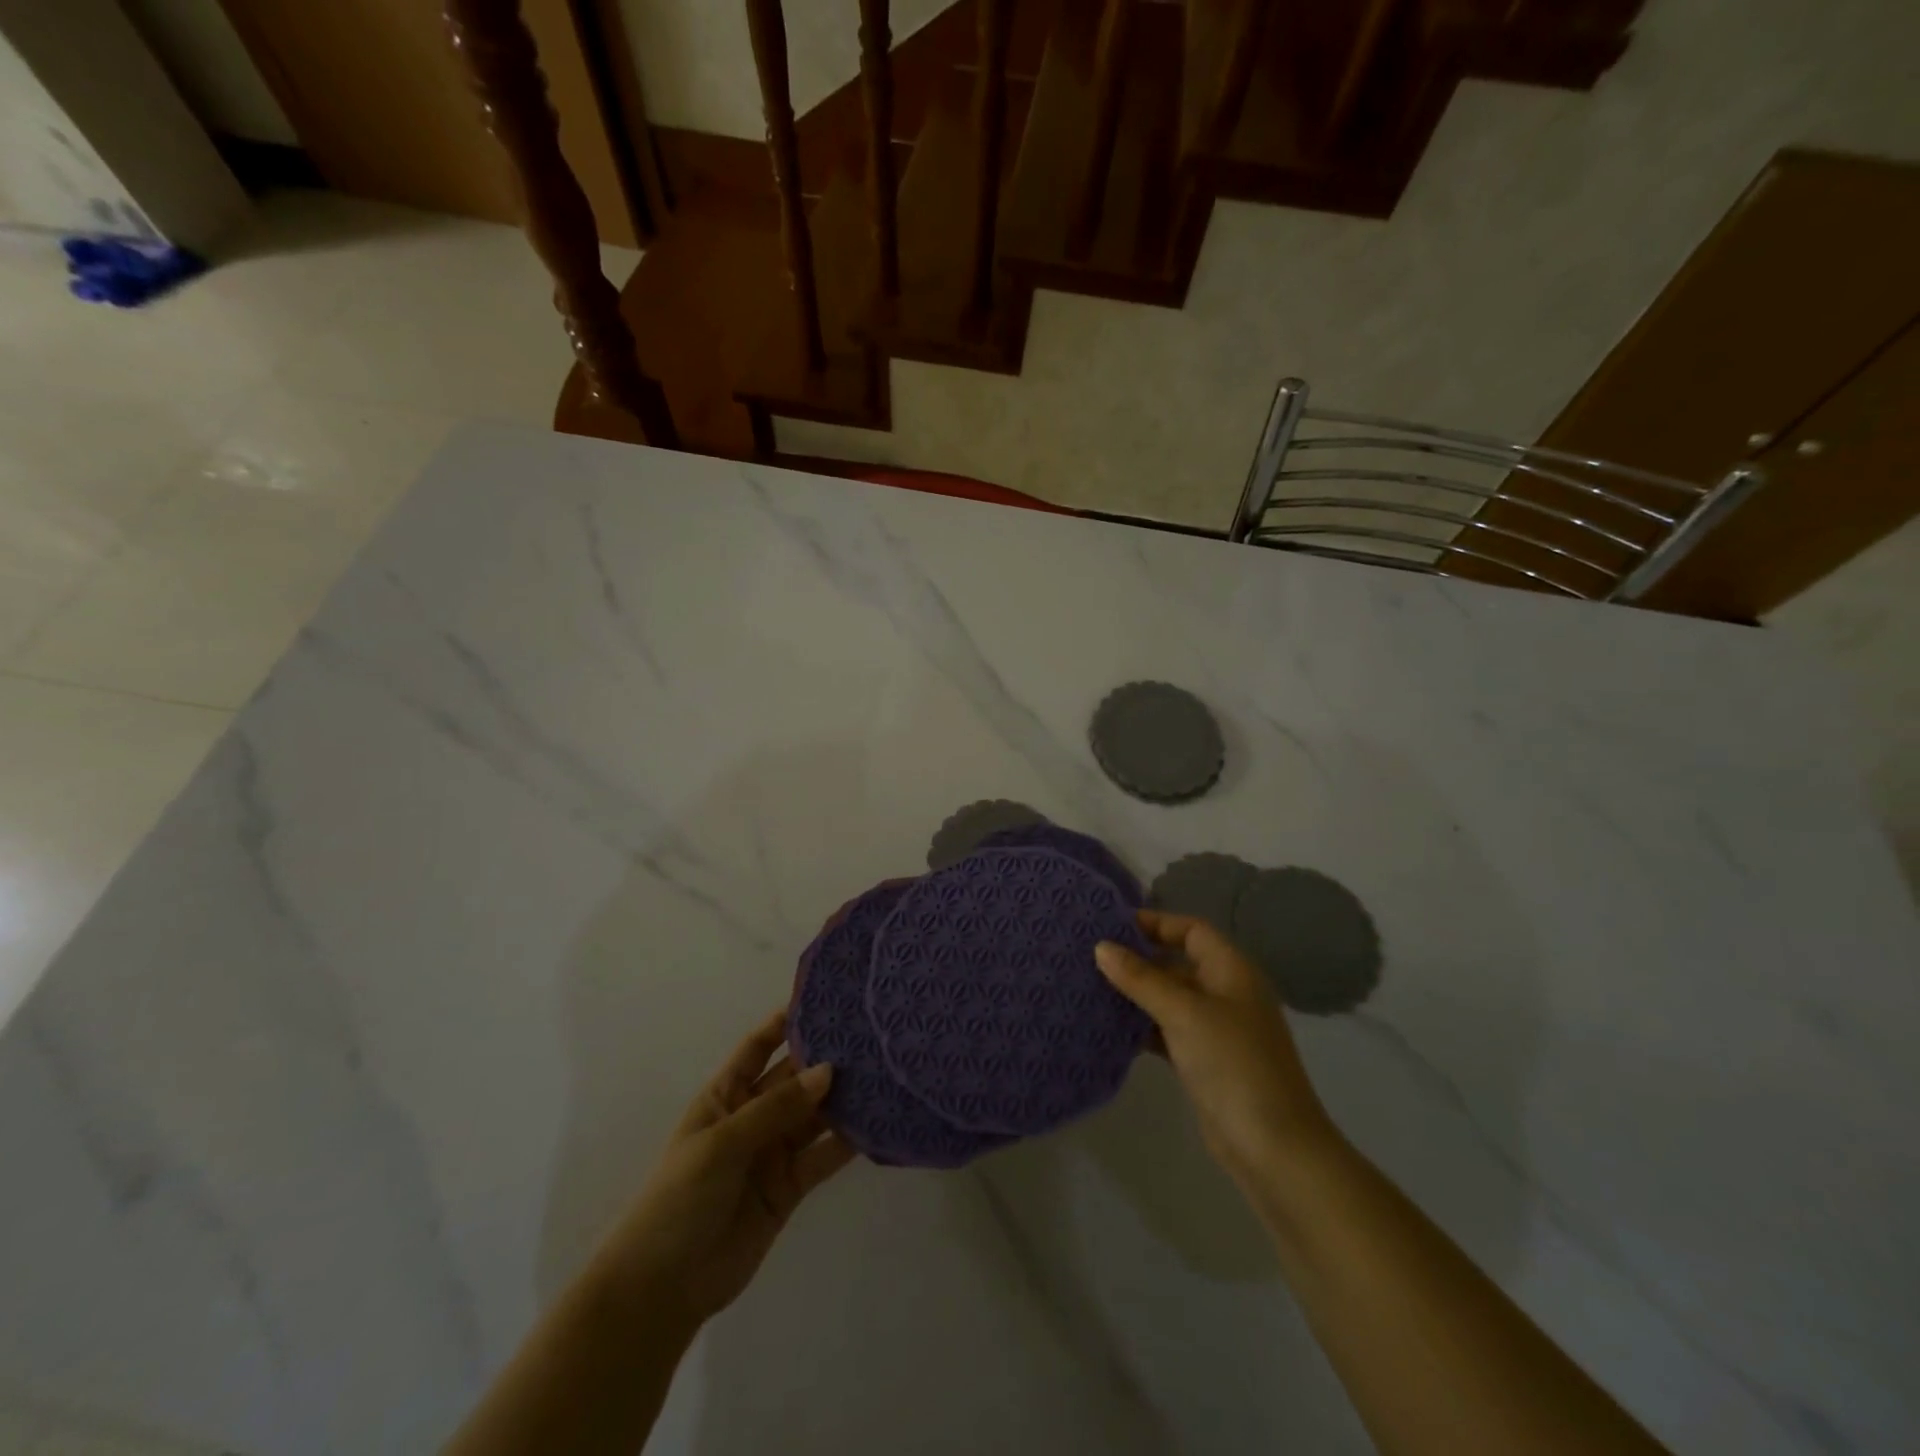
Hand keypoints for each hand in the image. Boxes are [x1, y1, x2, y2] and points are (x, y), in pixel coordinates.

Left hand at [595, 1011, 855, 1333]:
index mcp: (725, 1095)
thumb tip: (828, 1070)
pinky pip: (824, 1155)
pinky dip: (848, 1141)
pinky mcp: (791, 1186)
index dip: (785, 1021)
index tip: (822, 997)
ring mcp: (773, 1151)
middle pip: (794, 1077)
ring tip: (883, 1072)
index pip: (758, 1046)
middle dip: (826, 1056)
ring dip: (843, 1097)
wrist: (663, 1288)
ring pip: (815, 1114)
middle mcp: (753, 1115)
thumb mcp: (722, 1143)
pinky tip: (877, 1122)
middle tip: (870, 1034)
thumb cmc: (679, 1199)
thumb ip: (776, 1108)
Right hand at [1096, 911, 1339, 1187]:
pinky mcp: (1204, 1060)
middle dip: (1138, 959)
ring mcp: (1216, 1029)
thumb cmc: (1232, 1065)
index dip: (1155, 923)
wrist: (1273, 1148)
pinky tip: (1109, 1027)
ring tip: (1091, 987)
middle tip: (1091, 956)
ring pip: (1169, 998)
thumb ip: (1141, 978)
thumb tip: (1101, 946)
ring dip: (1136, 994)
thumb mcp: (1184, 1013)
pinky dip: (1142, 1026)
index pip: (1191, 930)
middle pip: (1178, 962)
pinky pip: (1167, 1030)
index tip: (1112, 926)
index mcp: (1232, 971)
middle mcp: (1226, 992)